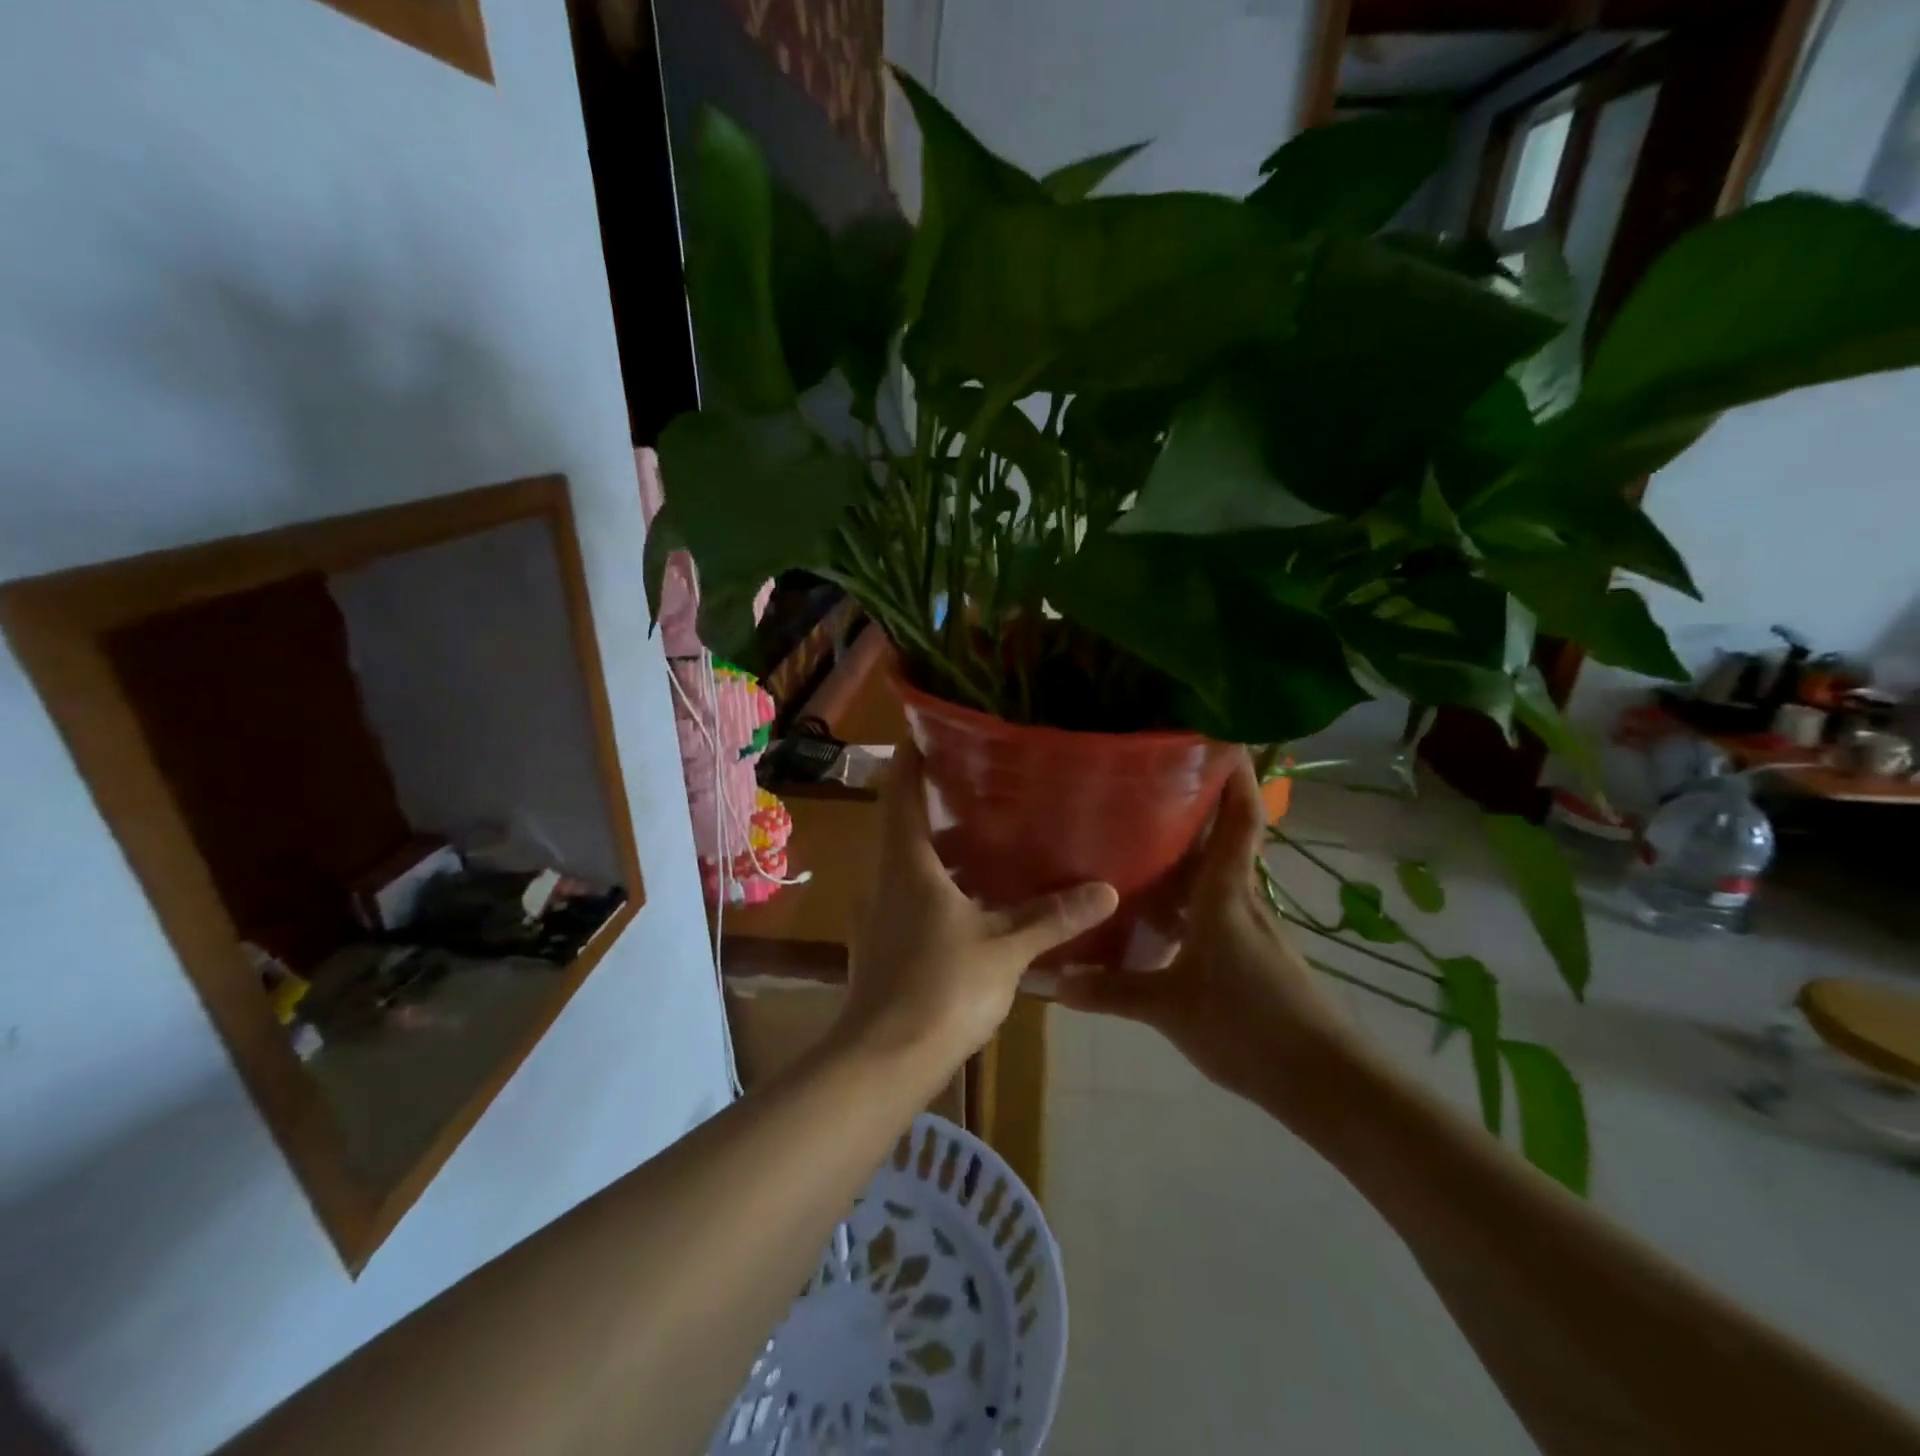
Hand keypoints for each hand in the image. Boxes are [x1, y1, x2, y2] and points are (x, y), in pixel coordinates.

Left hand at [838, 746, 1118, 1073]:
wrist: (882, 1061)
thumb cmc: (941, 988)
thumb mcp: (1005, 948)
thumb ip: (1052, 917)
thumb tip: (1107, 890)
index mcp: (906, 862)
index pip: (901, 790)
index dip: (913, 756)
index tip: (934, 729)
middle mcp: (884, 877)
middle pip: (905, 824)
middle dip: (939, 801)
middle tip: (985, 782)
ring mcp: (877, 913)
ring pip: (910, 864)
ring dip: (944, 849)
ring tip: (991, 837)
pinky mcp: (881, 943)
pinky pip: (910, 896)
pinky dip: (939, 885)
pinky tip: (976, 900)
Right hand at [1055, 754, 1354, 1116]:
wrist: (1322, 1080)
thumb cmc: (1248, 1026)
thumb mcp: (1169, 1009)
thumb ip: (1110, 991)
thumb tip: (1052, 980)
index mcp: (1225, 894)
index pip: (1239, 819)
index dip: (1235, 775)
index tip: (1221, 735)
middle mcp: (1240, 898)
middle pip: (1221, 837)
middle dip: (1193, 805)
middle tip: (1145, 781)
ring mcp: (1248, 925)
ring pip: (1213, 874)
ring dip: (1184, 853)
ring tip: (1135, 836)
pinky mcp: (1249, 950)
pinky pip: (1211, 906)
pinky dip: (1184, 897)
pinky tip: (1153, 912)